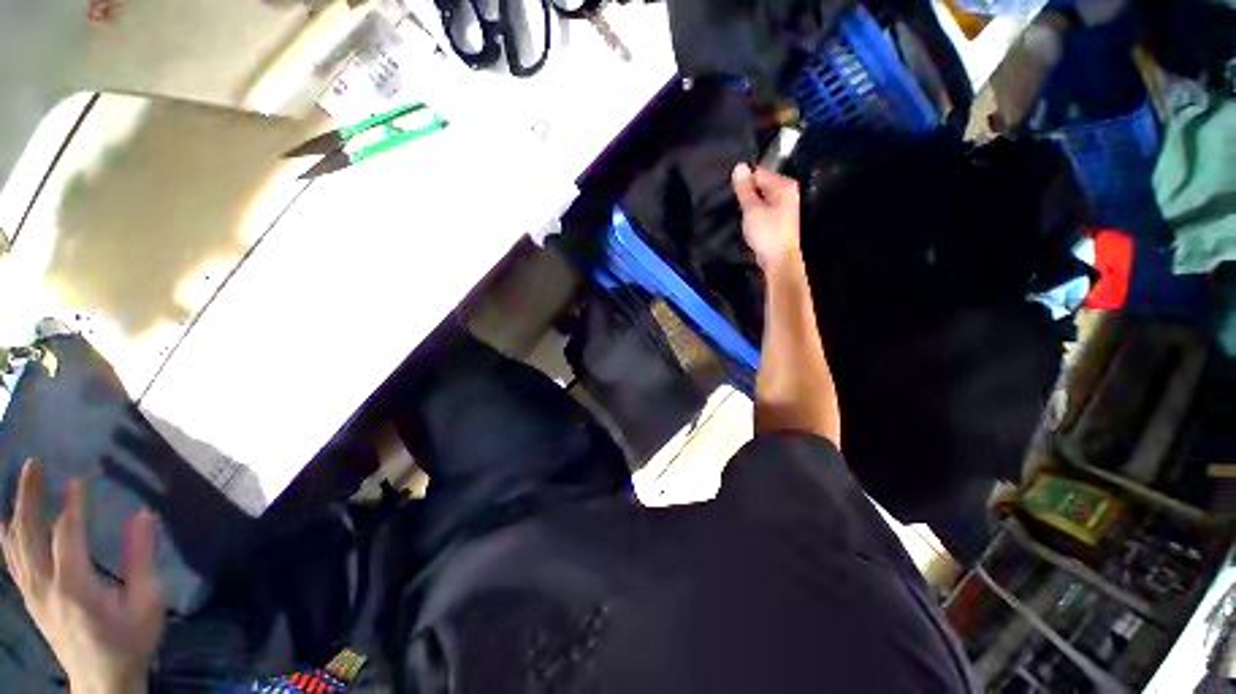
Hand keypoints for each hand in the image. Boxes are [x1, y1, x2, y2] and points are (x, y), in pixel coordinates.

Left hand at [1, 461, 164, 693]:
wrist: (103, 681)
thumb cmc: (130, 641)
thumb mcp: (146, 604)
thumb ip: (141, 560)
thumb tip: (142, 515)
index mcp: (75, 586)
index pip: (68, 534)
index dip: (73, 504)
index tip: (80, 477)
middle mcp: (45, 585)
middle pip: (28, 532)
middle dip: (29, 495)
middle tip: (34, 463)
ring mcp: (32, 592)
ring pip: (13, 544)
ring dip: (15, 509)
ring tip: (20, 482)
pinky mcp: (29, 598)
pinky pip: (11, 560)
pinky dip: (6, 536)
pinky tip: (5, 522)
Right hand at [731, 163, 801, 270]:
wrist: (779, 260)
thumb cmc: (767, 233)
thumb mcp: (752, 209)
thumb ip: (745, 189)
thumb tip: (739, 166)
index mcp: (784, 185)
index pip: (759, 172)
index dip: (744, 182)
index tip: (733, 193)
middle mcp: (787, 192)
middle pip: (761, 184)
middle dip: (747, 193)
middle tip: (735, 204)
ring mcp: (784, 206)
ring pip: (761, 197)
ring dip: (750, 204)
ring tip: (741, 213)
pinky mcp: (779, 218)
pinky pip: (764, 208)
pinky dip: (755, 212)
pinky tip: (748, 221)